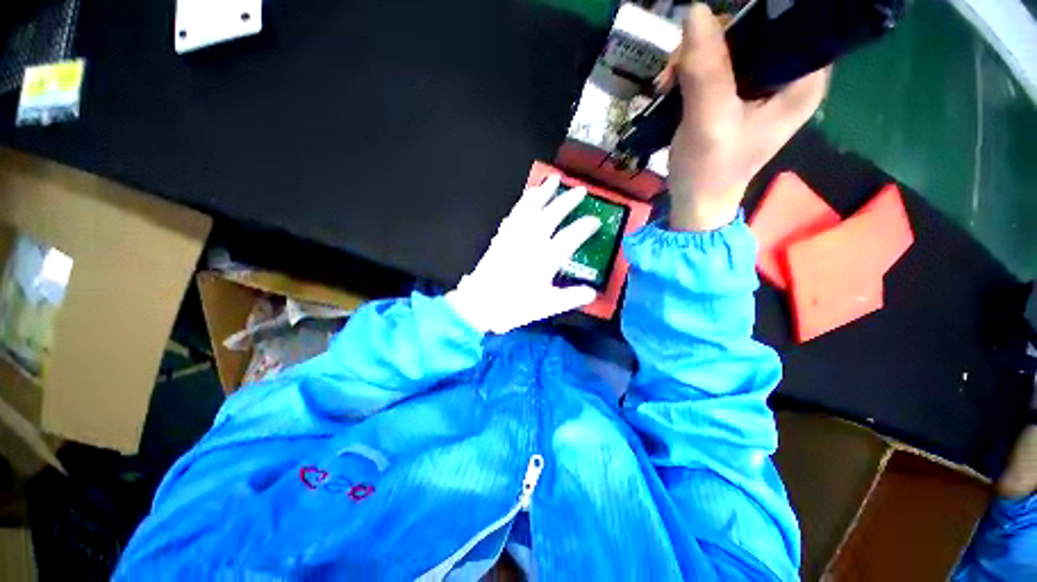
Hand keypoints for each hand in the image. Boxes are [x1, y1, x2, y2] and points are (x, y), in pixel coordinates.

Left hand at [446, 175, 601, 333]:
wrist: (480, 304)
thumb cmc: (514, 306)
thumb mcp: (547, 306)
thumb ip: (571, 297)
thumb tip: (592, 294)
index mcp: (545, 258)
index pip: (571, 236)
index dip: (585, 226)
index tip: (596, 220)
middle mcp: (531, 241)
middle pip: (552, 214)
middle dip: (568, 200)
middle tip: (580, 190)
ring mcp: (514, 236)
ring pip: (530, 208)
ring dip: (542, 192)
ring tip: (551, 180)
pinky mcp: (501, 237)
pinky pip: (513, 214)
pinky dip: (522, 204)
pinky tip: (525, 199)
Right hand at [664, 4, 829, 231]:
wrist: (695, 202)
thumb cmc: (709, 170)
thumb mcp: (708, 121)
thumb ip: (706, 69)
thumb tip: (696, 10)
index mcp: (803, 79)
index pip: (791, 22)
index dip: (752, 17)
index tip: (712, 35)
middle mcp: (789, 75)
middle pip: (758, 29)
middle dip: (713, 40)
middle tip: (678, 65)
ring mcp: (762, 85)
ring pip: (733, 44)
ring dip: (695, 57)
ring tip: (668, 81)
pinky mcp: (738, 94)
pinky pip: (718, 63)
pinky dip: (691, 69)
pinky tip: (672, 85)